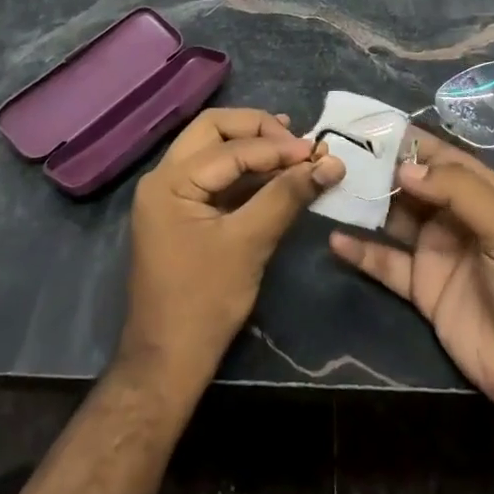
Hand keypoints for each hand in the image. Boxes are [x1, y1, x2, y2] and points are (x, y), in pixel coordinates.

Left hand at [120, 108, 345, 389]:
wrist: (167, 363)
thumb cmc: (204, 303)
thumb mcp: (249, 244)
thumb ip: (286, 196)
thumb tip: (330, 163)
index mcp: (170, 181)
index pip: (230, 146)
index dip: (277, 146)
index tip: (319, 151)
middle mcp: (163, 177)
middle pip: (214, 130)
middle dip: (259, 130)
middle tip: (298, 142)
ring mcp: (171, 194)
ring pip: (214, 149)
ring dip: (254, 147)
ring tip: (295, 151)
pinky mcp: (183, 212)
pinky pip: (216, 176)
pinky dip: (247, 171)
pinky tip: (277, 174)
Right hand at [329, 131, 493, 435]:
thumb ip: (458, 191)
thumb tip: (404, 168)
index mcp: (484, 192)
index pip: (439, 156)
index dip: (406, 140)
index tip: (366, 125)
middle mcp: (457, 216)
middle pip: (411, 184)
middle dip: (377, 168)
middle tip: (335, 153)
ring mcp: (438, 252)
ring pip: (393, 218)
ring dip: (365, 204)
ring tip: (328, 188)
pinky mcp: (423, 289)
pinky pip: (387, 264)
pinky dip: (362, 252)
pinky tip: (335, 239)